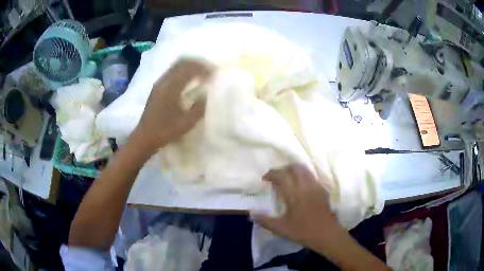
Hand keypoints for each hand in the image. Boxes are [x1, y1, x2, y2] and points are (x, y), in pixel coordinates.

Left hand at [131, 59, 212, 152]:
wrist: (144, 137)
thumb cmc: (164, 131)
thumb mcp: (186, 123)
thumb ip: (199, 108)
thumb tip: (207, 96)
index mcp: (170, 88)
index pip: (189, 69)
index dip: (203, 68)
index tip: (214, 72)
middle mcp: (164, 82)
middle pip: (181, 63)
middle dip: (197, 63)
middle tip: (209, 69)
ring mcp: (159, 84)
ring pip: (176, 66)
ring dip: (189, 66)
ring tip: (201, 72)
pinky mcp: (157, 88)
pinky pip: (172, 72)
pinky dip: (183, 71)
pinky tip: (189, 79)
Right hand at [252, 164, 339, 250]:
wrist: (326, 234)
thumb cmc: (303, 231)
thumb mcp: (281, 228)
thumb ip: (265, 221)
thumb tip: (251, 214)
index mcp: (294, 193)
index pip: (282, 175)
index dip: (272, 174)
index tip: (265, 179)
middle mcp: (305, 186)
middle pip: (294, 168)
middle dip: (283, 169)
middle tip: (276, 178)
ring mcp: (316, 186)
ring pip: (305, 170)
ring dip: (294, 170)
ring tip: (287, 180)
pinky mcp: (322, 190)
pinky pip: (311, 176)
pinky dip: (303, 176)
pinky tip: (300, 187)